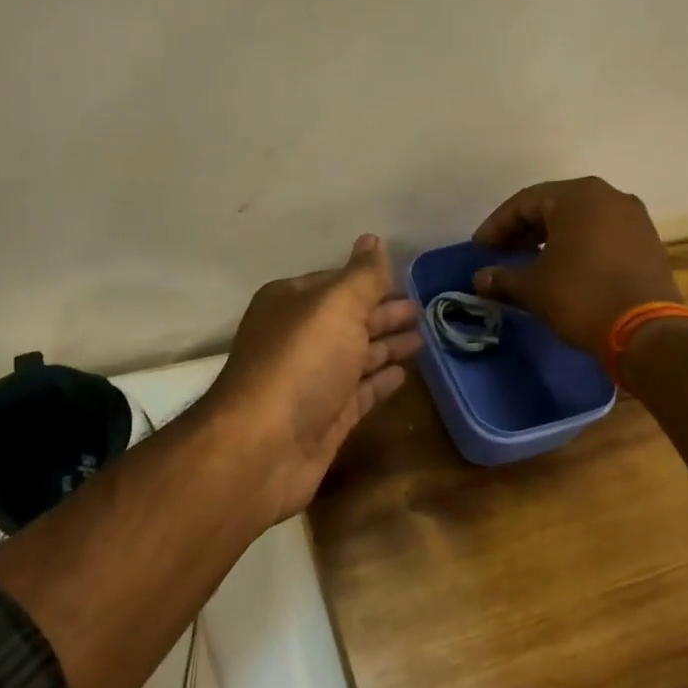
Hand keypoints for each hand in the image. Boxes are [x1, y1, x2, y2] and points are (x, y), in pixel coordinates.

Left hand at [206, 234, 421, 520]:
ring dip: (386, 346)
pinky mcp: (324, 419)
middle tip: (424, 310)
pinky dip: (380, 382)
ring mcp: (311, 381)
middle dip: (383, 314)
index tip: (408, 281)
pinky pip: (359, 393)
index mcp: (290, 303)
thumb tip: (373, 239)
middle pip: (348, 320)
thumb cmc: (301, 363)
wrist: (264, 448)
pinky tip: (404, 375)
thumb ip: (362, 276)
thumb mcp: (336, 306)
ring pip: (356, 357)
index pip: (336, 283)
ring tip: (423, 338)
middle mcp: (297, 339)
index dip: (371, 282)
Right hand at [472, 176, 678, 359]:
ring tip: (529, 261)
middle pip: (554, 206)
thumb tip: (480, 279)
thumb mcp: (533, 288)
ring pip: (580, 220)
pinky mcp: (647, 242)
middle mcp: (609, 196)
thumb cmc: (581, 297)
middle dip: (524, 230)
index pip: (524, 202)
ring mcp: (633, 218)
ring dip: (551, 238)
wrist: (646, 331)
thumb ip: (503, 277)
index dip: (497, 225)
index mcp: (578, 196)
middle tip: (501, 252)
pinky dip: (578, 246)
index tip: (480, 248)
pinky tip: (564, 268)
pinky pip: (602, 234)